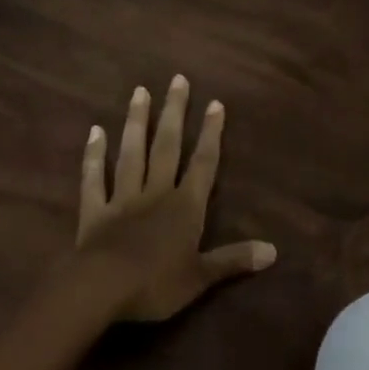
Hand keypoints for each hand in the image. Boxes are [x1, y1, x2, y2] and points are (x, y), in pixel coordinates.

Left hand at [72, 76, 275, 321]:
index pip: (203, 163)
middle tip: (177, 79)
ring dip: (137, 122)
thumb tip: (274, 250)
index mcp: (185, 206)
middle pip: (167, 146)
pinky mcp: (95, 211)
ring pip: (132, 153)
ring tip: (140, 91)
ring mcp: (124, 198)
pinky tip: (94, 132)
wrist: (102, 290)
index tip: (215, 103)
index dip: (211, 133)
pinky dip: (94, 156)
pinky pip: (95, 179)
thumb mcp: (201, 277)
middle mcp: (156, 192)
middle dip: (174, 112)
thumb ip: (234, 259)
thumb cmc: (156, 284)